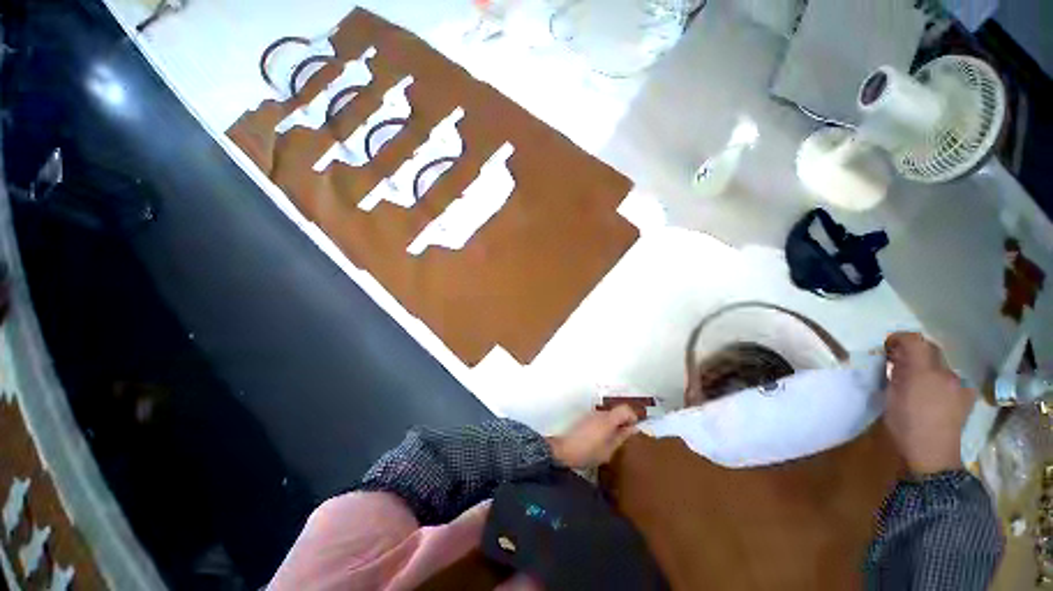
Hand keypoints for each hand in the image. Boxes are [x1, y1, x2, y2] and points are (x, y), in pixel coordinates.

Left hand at [548, 406, 639, 469]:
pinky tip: (601, 440)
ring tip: (612, 441)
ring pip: (608, 415)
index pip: (625, 409)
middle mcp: (600, 413)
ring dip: (613, 425)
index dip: (632, 417)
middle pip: (616, 412)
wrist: (564, 450)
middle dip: (623, 422)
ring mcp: (591, 414)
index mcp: (608, 419)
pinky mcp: (585, 419)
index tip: (633, 429)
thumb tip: (633, 428)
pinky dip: (604, 426)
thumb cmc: (588, 452)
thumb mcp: (609, 450)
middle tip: (624, 438)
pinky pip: (600, 419)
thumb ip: (621, 437)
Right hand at [883, 332, 975, 475]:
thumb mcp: (891, 394)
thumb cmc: (905, 424)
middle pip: (930, 350)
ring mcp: (959, 385)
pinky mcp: (965, 398)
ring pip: (940, 366)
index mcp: (925, 369)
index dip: (899, 339)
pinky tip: (931, 394)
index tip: (887, 348)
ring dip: (926, 367)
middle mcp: (946, 372)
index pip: (914, 340)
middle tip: (897, 364)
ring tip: (914, 382)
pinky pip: (950, 380)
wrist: (931, 455)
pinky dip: (939, 380)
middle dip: (914, 353)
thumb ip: (895, 370)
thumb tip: (895, 354)